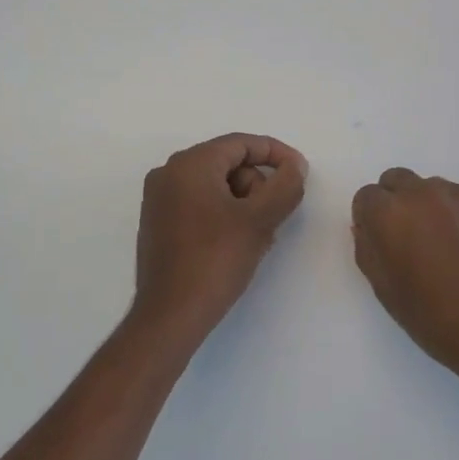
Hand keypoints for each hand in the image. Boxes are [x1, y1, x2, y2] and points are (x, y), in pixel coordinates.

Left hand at [132, 134, 307, 340]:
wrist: (170, 315)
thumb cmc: (215, 260)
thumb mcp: (259, 220)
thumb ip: (284, 186)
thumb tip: (293, 166)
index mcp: (189, 164)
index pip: (240, 144)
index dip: (276, 154)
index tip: (300, 173)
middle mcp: (168, 174)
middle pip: (228, 164)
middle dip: (258, 187)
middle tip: (274, 220)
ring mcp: (159, 200)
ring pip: (216, 187)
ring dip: (245, 205)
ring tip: (259, 239)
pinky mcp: (158, 224)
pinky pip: (200, 205)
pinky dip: (225, 216)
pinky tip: (238, 246)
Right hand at [351, 168, 458, 403]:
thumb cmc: (433, 317)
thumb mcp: (384, 289)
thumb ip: (368, 249)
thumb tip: (367, 228)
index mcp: (390, 214)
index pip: (367, 196)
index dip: (370, 219)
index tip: (382, 241)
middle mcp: (423, 193)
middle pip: (398, 180)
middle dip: (396, 202)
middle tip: (409, 238)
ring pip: (433, 188)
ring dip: (430, 207)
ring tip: (446, 246)